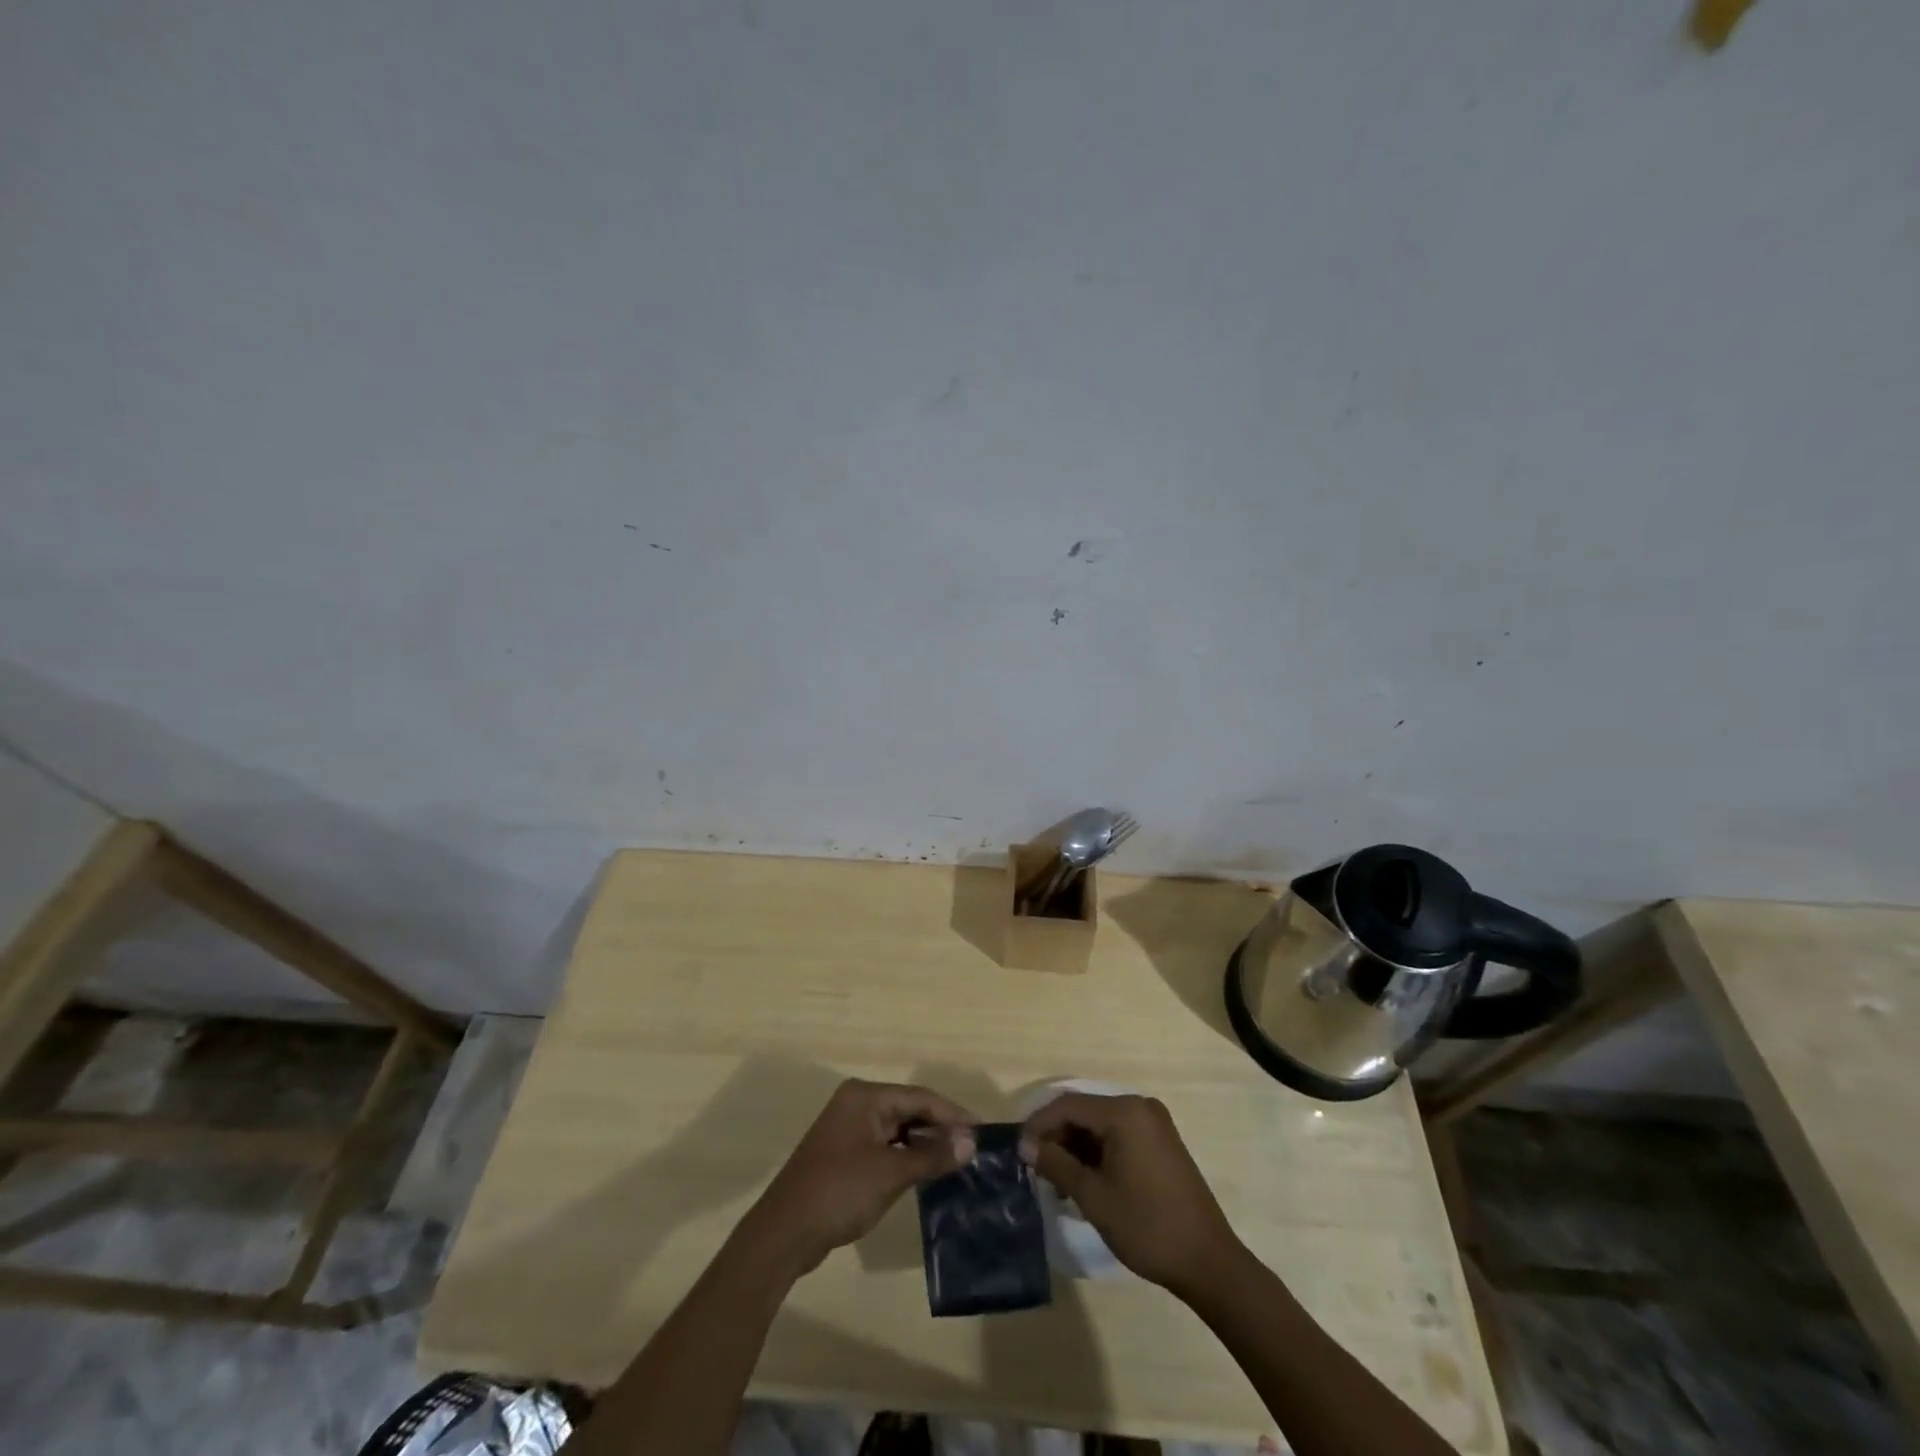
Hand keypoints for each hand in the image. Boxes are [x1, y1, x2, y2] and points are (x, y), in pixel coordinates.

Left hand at [745, 1079, 975, 1275]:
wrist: (784, 1233)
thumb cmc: (839, 1192)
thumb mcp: (891, 1173)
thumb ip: (932, 1156)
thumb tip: (971, 1142)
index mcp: (865, 1096)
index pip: (919, 1097)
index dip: (953, 1114)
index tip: (983, 1131)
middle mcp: (857, 1103)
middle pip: (909, 1109)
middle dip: (941, 1128)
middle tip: (974, 1148)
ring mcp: (849, 1128)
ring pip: (898, 1128)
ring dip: (925, 1143)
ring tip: (958, 1160)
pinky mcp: (845, 1153)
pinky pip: (886, 1145)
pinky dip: (907, 1156)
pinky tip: (927, 1171)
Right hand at [1020, 1092, 1241, 1297]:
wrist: (1208, 1261)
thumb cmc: (1146, 1226)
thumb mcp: (1093, 1196)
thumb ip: (1056, 1164)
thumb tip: (1026, 1146)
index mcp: (1124, 1112)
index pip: (1068, 1105)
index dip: (1039, 1125)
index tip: (1019, 1151)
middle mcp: (1140, 1107)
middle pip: (1085, 1113)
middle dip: (1058, 1138)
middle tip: (1037, 1170)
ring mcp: (1154, 1124)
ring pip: (1101, 1126)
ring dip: (1077, 1149)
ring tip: (1058, 1183)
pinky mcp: (1162, 1142)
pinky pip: (1119, 1136)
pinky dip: (1098, 1154)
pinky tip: (1085, 1182)